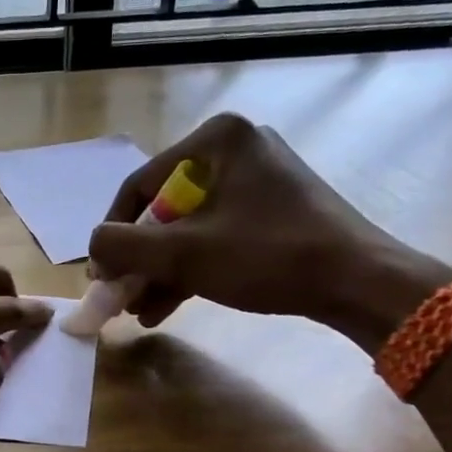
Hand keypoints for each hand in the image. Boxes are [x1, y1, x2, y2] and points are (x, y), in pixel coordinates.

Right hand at [89, 112, 451, 349]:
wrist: (358, 281)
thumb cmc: (267, 256)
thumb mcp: (183, 253)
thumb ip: (123, 247)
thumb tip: (93, 249)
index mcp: (216, 139)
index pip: (140, 185)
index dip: (112, 234)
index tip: (100, 275)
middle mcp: (237, 149)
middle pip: (164, 209)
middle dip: (139, 260)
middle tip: (121, 296)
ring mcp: (259, 180)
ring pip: (190, 228)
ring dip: (161, 271)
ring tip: (140, 312)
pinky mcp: (275, 211)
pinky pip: (217, 236)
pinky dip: (192, 269)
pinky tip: (167, 306)